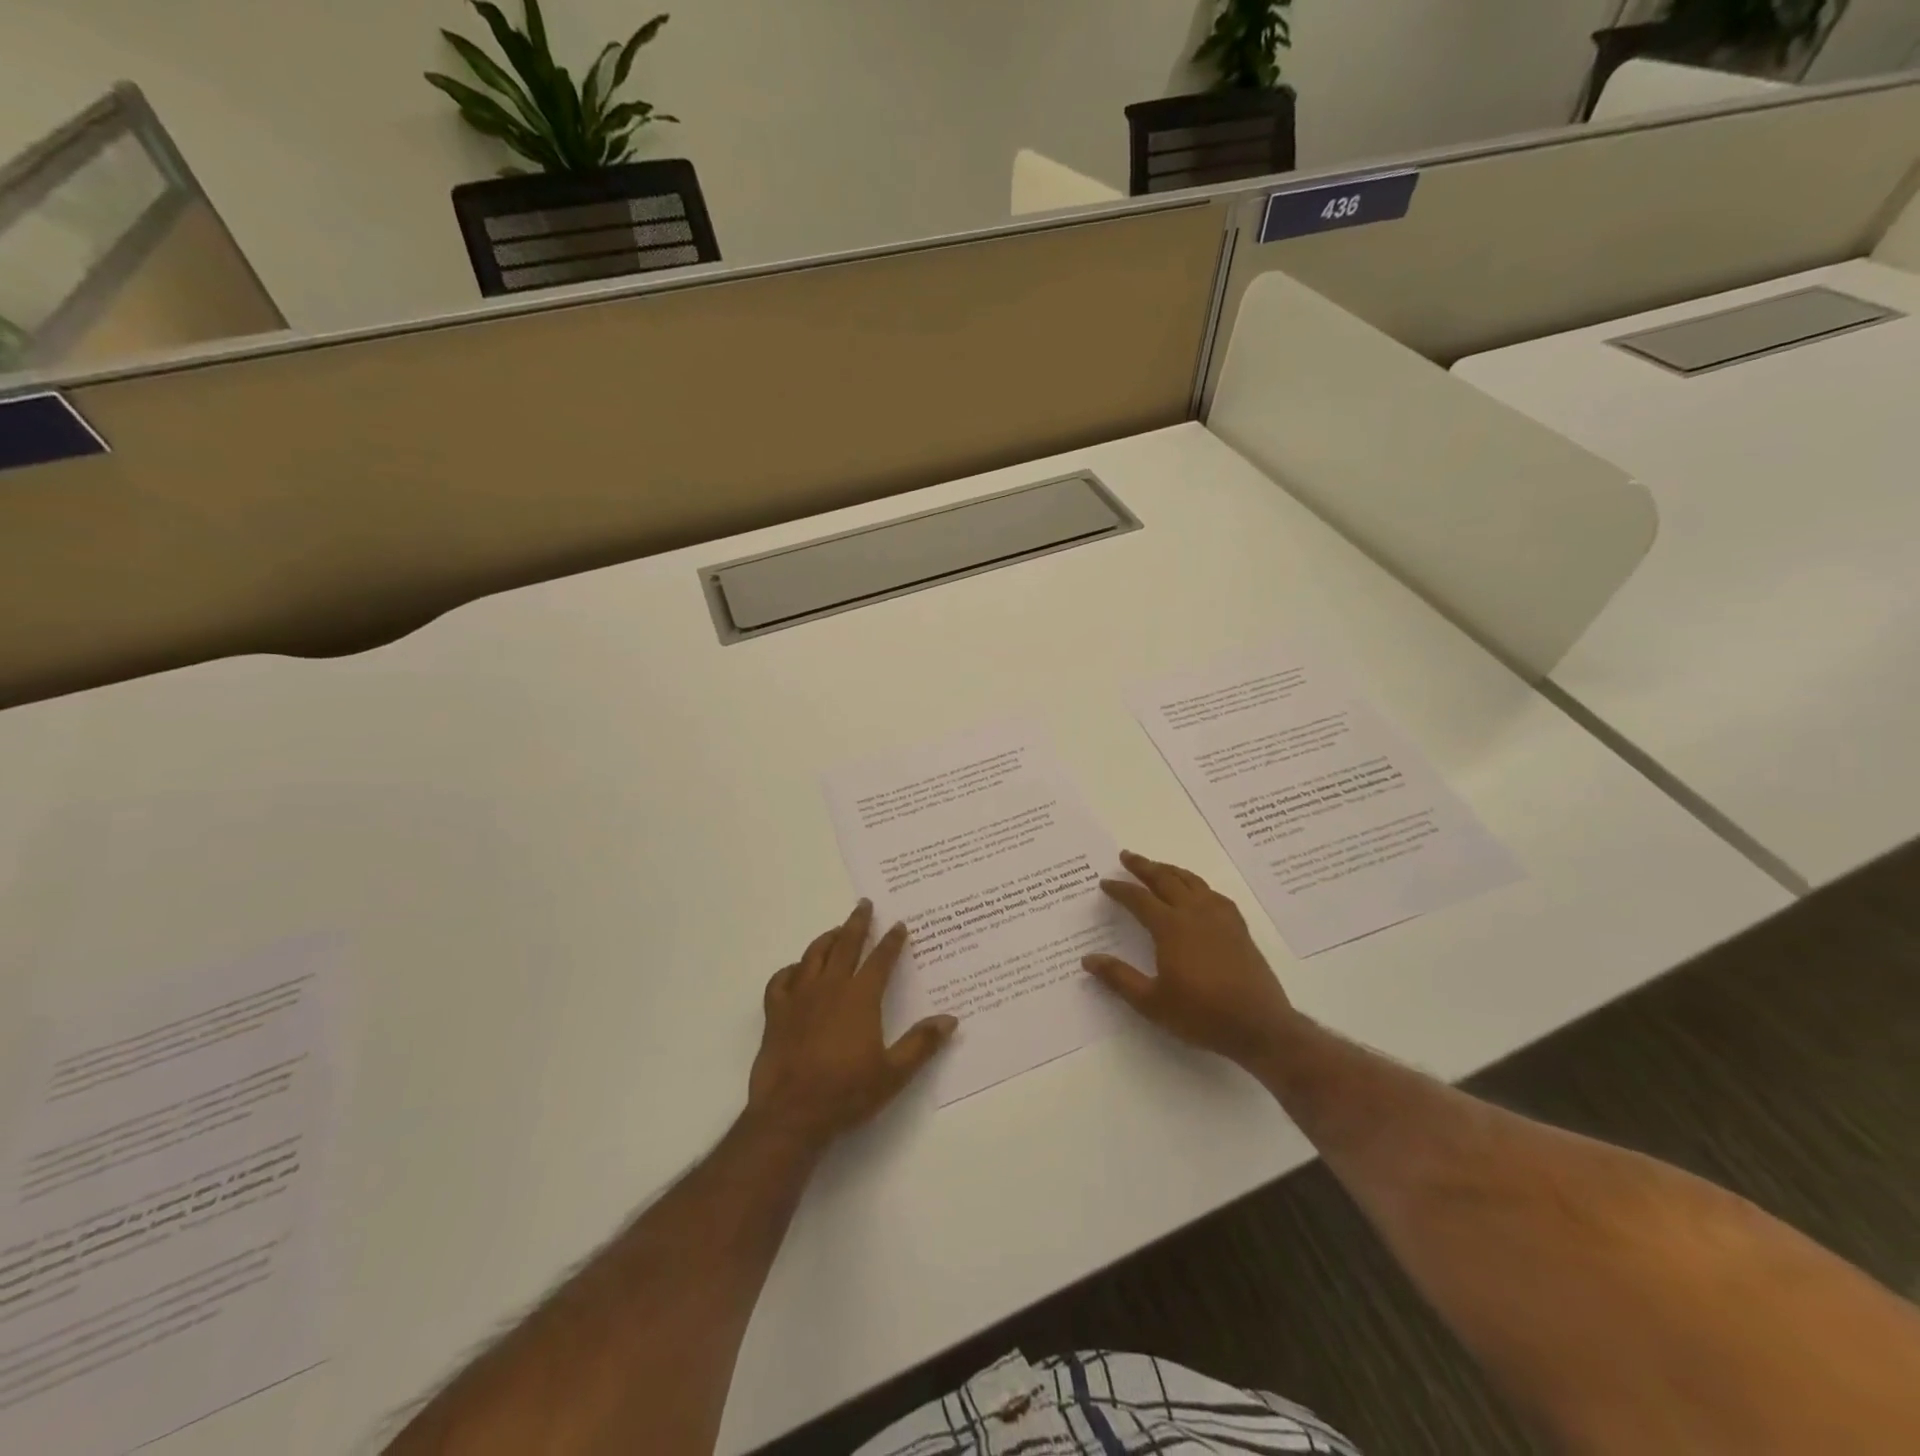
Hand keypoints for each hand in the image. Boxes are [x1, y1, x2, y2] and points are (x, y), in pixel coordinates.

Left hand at [747, 900, 956, 1149]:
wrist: (791, 1114)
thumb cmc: (846, 1093)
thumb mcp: (893, 1074)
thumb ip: (921, 1043)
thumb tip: (950, 1020)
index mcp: (860, 998)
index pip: (880, 960)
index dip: (892, 941)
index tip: (899, 925)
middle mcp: (830, 988)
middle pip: (845, 945)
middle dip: (858, 923)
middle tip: (864, 905)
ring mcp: (799, 998)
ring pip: (813, 955)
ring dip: (827, 939)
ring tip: (837, 931)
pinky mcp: (775, 1013)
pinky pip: (781, 980)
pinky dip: (790, 969)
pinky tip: (797, 971)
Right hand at [1082, 850, 1296, 1067]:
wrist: (1259, 1026)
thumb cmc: (1201, 1014)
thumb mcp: (1151, 1002)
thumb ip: (1119, 978)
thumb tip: (1088, 959)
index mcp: (1171, 927)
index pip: (1139, 899)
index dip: (1120, 889)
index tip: (1106, 882)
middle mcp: (1194, 913)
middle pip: (1166, 880)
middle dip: (1144, 867)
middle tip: (1127, 856)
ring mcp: (1220, 918)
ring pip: (1192, 882)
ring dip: (1171, 870)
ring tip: (1158, 866)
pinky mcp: (1239, 928)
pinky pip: (1214, 895)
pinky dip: (1199, 886)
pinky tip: (1198, 892)